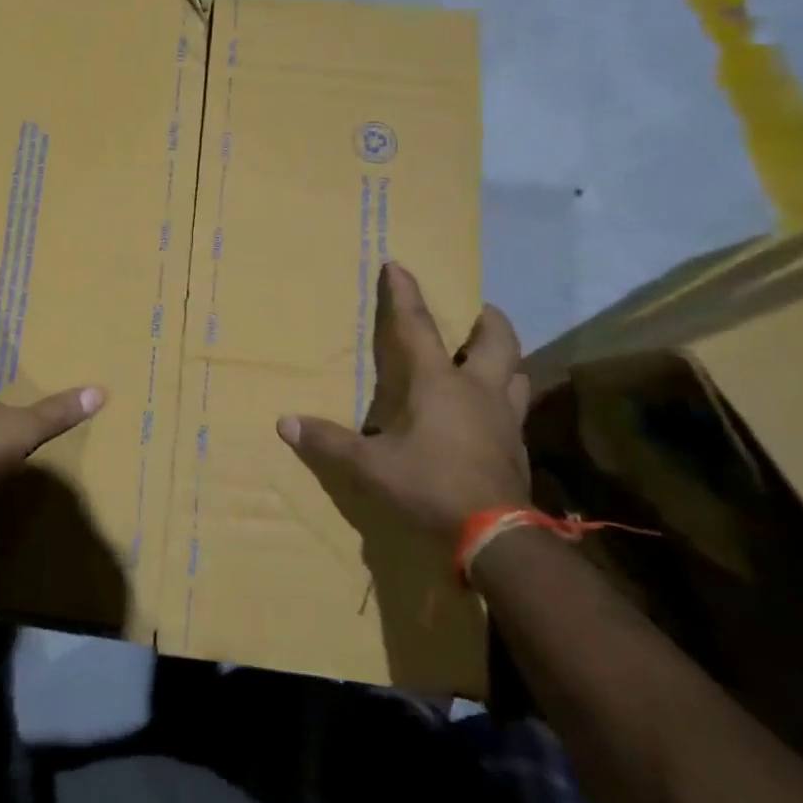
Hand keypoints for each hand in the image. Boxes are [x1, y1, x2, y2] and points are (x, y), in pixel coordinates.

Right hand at [277, 261, 530, 538]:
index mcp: (438, 383)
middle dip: (487, 321)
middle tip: (478, 312)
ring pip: (517, 375)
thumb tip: (285, 423)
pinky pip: (514, 412)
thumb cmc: (428, 486)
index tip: (398, 265)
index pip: (417, 327)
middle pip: (497, 341)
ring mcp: (504, 420)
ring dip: (505, 363)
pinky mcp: (516, 449)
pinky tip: (489, 420)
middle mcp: (478, 391)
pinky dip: (504, 404)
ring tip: (490, 363)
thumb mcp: (368, 467)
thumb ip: (328, 443)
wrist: (496, 537)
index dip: (404, 294)